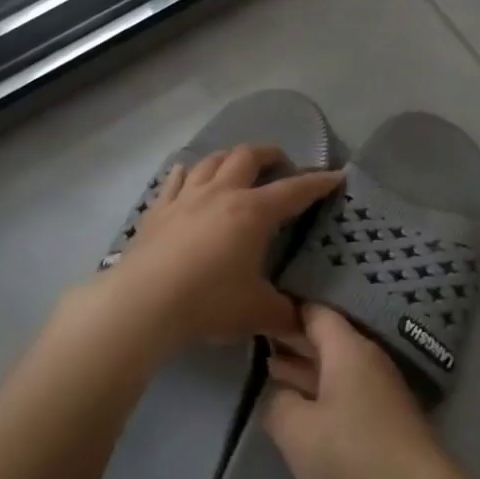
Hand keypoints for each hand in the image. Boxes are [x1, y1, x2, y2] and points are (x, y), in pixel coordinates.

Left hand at [102, 145, 343, 347]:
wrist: (142, 304)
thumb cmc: (208, 302)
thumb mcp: (257, 312)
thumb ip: (286, 315)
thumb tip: (307, 324)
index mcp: (253, 212)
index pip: (295, 190)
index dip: (318, 182)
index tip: (336, 176)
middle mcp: (222, 194)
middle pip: (248, 156)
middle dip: (270, 154)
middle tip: (281, 164)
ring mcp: (186, 198)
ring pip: (212, 161)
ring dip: (230, 158)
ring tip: (238, 166)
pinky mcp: (158, 211)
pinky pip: (175, 181)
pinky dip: (186, 174)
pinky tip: (186, 174)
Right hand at [263, 305, 450, 478]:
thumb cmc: (352, 454)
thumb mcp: (297, 431)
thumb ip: (277, 404)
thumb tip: (277, 395)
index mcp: (347, 349)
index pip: (315, 313)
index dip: (285, 312)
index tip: (257, 316)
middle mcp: (367, 357)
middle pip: (326, 337)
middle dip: (292, 340)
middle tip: (256, 342)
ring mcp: (380, 386)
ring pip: (335, 365)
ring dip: (305, 368)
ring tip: (270, 370)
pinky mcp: (385, 414)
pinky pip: (346, 387)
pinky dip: (321, 388)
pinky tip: (301, 404)